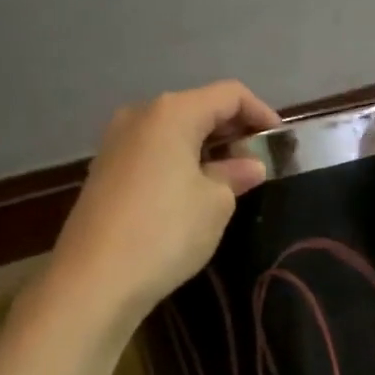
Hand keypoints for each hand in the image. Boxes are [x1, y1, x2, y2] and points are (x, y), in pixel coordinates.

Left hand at [38, 80, 280, 329]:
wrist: (95, 280)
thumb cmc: (166, 231)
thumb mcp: (216, 203)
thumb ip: (236, 175)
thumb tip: (249, 164)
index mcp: (172, 113)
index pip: (229, 94)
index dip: (260, 112)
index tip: (280, 140)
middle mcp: (140, 115)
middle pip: (198, 107)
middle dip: (232, 129)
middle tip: (259, 159)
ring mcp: (116, 142)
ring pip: (173, 131)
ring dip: (206, 146)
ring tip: (232, 176)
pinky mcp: (105, 170)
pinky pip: (154, 152)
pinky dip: (180, 160)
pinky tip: (195, 189)